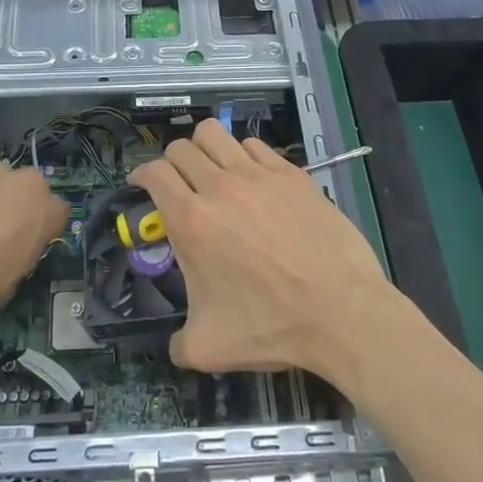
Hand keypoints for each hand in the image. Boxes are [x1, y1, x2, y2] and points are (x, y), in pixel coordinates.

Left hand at [0, 162, 66, 317]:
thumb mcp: (17, 276)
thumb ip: (23, 253)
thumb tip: (13, 251)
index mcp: (49, 209)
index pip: (57, 212)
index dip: (43, 227)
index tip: (31, 241)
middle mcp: (26, 182)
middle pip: (29, 188)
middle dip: (19, 203)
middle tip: (2, 228)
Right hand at [130, 120, 395, 379]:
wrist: (341, 311)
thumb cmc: (271, 326)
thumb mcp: (208, 348)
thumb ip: (178, 343)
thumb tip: (175, 346)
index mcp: (192, 221)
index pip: (154, 173)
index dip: (141, 175)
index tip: (143, 185)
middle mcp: (220, 187)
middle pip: (181, 147)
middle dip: (172, 162)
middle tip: (179, 184)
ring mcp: (259, 175)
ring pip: (216, 133)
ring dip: (205, 148)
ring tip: (212, 171)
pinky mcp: (292, 174)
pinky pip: (255, 146)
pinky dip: (244, 155)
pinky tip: (252, 178)